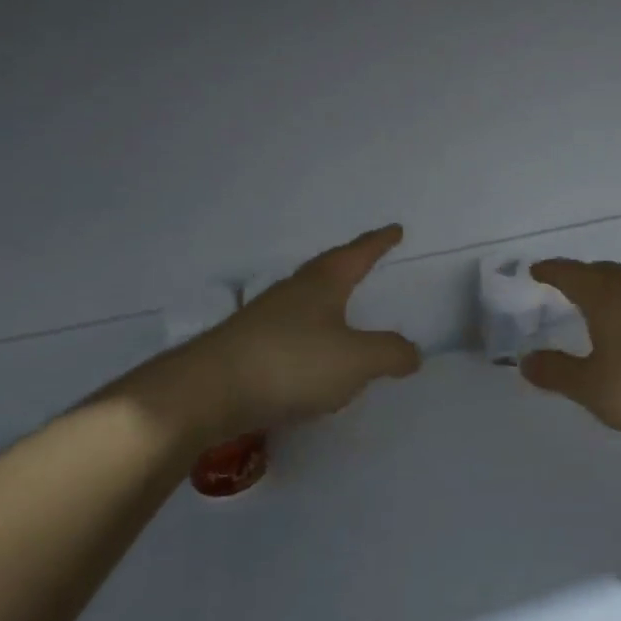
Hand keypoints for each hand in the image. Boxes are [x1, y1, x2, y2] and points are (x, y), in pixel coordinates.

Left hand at [102, 226, 422, 451]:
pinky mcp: (246, 348)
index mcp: (323, 284)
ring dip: (326, 303)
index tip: (395, 230)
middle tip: (367, 261)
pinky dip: (308, 338)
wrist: (207, 391)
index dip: (379, 242)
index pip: (358, 254)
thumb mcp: (357, 360)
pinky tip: (311, 360)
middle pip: (327, 271)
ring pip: (304, 302)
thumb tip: (412, 352)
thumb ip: (390, 353)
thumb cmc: (292, 363)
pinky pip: (289, 334)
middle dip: (349, 266)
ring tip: (343, 313)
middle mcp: (292, 292)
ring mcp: (264, 319)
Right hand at [519, 260, 620, 434]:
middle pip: (603, 272)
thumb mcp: (592, 386)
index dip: (552, 271)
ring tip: (596, 303)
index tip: (536, 269)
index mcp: (605, 301)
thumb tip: (526, 360)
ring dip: (607, 287)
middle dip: (581, 273)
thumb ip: (558, 372)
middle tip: (565, 280)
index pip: (572, 276)